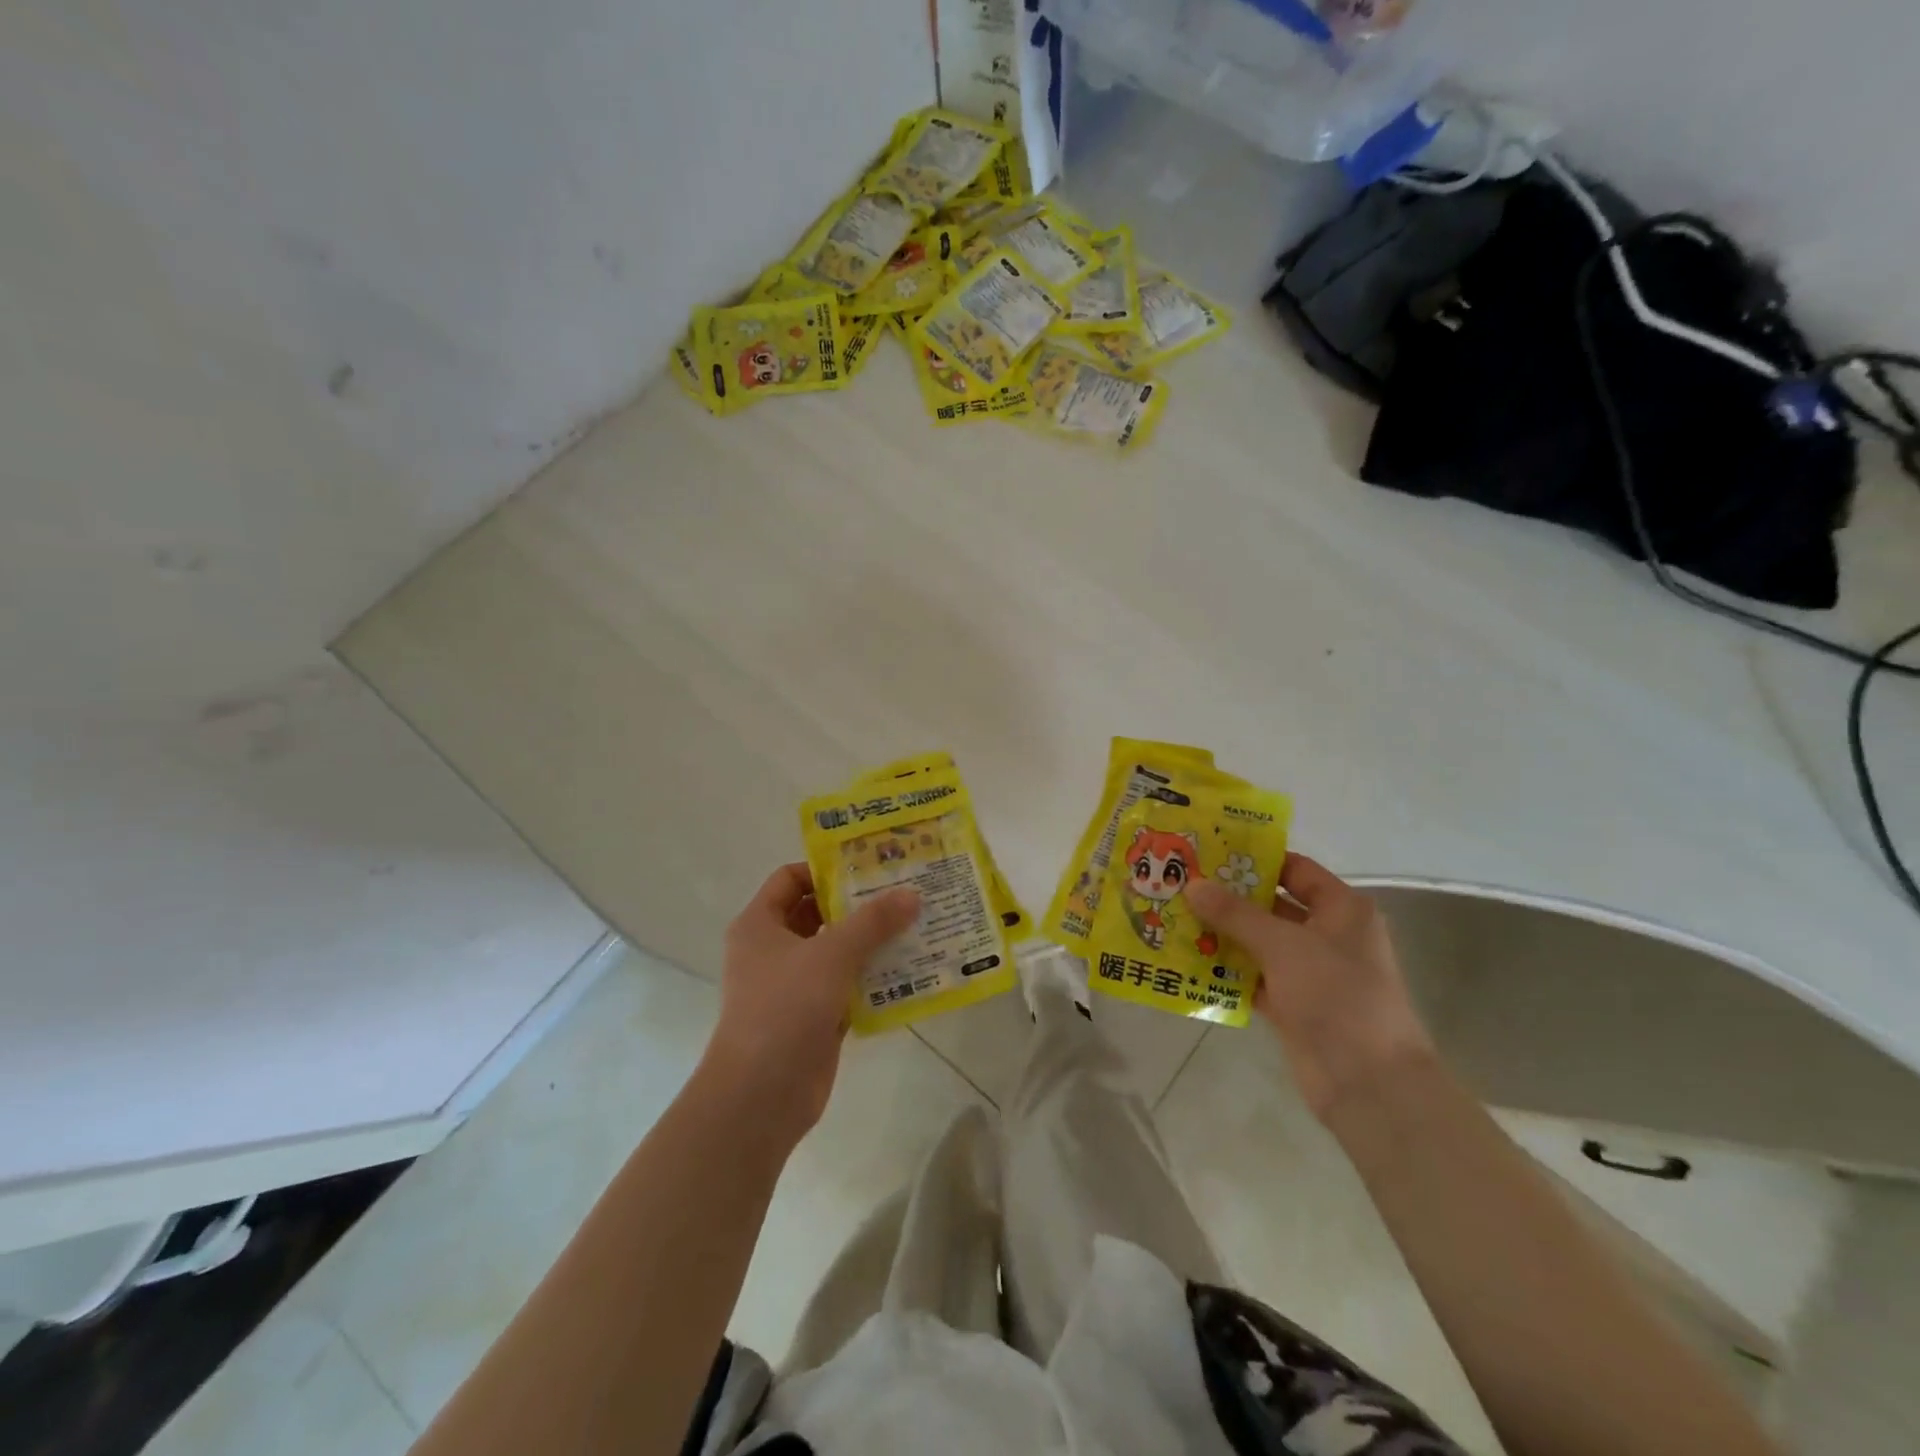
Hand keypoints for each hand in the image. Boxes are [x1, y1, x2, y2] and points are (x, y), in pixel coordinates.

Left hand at [701, 863, 919, 1144]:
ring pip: (836, 952)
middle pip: (817, 913)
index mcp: (759, 925)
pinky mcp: (813, 1018)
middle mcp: (772, 951)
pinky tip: (910, 970)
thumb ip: (872, 922)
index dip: (825, 869)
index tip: (869, 867)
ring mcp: (792, 986)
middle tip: (902, 892)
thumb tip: (911, 893)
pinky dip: (872, 978)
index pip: (790, 879)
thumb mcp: (832, 954)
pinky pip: (847, 987)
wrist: (761, 1096)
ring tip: (915, 925)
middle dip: (858, 905)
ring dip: (870, 941)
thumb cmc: (785, 1008)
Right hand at [1188, 854, 1433, 1121]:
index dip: (1254, 860)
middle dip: (1228, 897)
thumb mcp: (1283, 945)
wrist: (1368, 1083)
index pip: (1294, 869)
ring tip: (1175, 916)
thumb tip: (1192, 883)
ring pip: (1259, 942)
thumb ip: (1235, 913)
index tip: (1208, 852)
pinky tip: (1188, 959)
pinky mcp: (1292, 1004)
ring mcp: (1309, 972)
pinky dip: (1227, 969)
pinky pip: (1253, 976)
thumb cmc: (1336, 996)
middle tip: (1181, 882)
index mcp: (1341, 909)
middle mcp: (1327, 934)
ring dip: (1222, 933)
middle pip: (1271, 905)